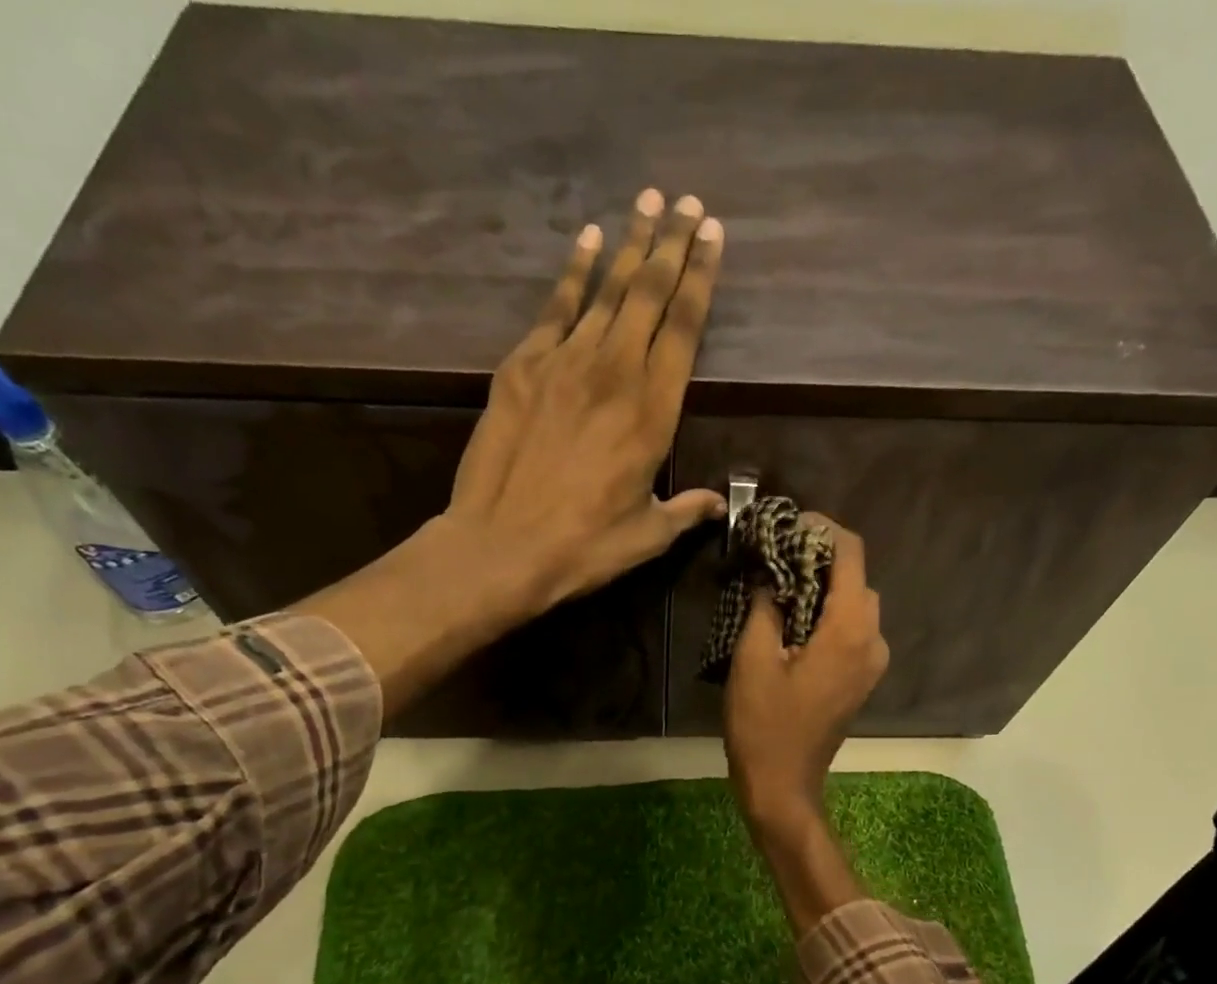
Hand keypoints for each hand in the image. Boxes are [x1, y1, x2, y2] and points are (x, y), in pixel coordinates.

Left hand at [444, 188, 727, 611]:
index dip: (702, 278)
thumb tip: (715, 505)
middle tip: (688, 204)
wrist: (502, 545)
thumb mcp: (647, 537)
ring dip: (630, 245)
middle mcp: (615, 373)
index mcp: (654, 413)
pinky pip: (555, 307)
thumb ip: (684, 511)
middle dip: (672, 244)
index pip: (685, 328)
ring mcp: (564, 363)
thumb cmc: (584, 547)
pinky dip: (573, 272)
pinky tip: (588, 240)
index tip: (714, 236)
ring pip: (606, 290)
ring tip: (648, 203)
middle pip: (649, 295)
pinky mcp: (523, 367)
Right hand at [724, 516, 889, 831]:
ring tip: (780, 583)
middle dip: (820, 558)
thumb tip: (770, 572)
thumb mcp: (753, 658)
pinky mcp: (862, 678)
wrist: (783, 784)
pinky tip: (794, 618)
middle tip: (776, 554)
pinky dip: (828, 613)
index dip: (822, 529)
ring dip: (824, 587)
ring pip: (856, 604)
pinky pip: (852, 630)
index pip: (851, 555)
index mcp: (850, 629)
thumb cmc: (764, 723)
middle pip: (856, 578)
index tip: (788, 524)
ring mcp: (871, 662)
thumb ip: (765, 604)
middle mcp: (872, 640)